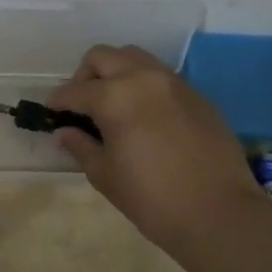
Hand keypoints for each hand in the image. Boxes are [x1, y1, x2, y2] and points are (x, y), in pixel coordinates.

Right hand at [49, 44, 271, 256]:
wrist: (220, 214)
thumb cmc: (152, 199)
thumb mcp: (106, 175)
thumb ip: (81, 146)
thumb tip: (64, 132)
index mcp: (114, 97)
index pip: (75, 90)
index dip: (58, 101)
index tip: (52, 112)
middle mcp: (143, 78)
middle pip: (103, 57)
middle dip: (85, 76)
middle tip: (81, 104)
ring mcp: (174, 83)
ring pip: (135, 58)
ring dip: (116, 72)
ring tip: (113, 102)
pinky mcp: (197, 95)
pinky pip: (161, 76)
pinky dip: (143, 84)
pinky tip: (144, 114)